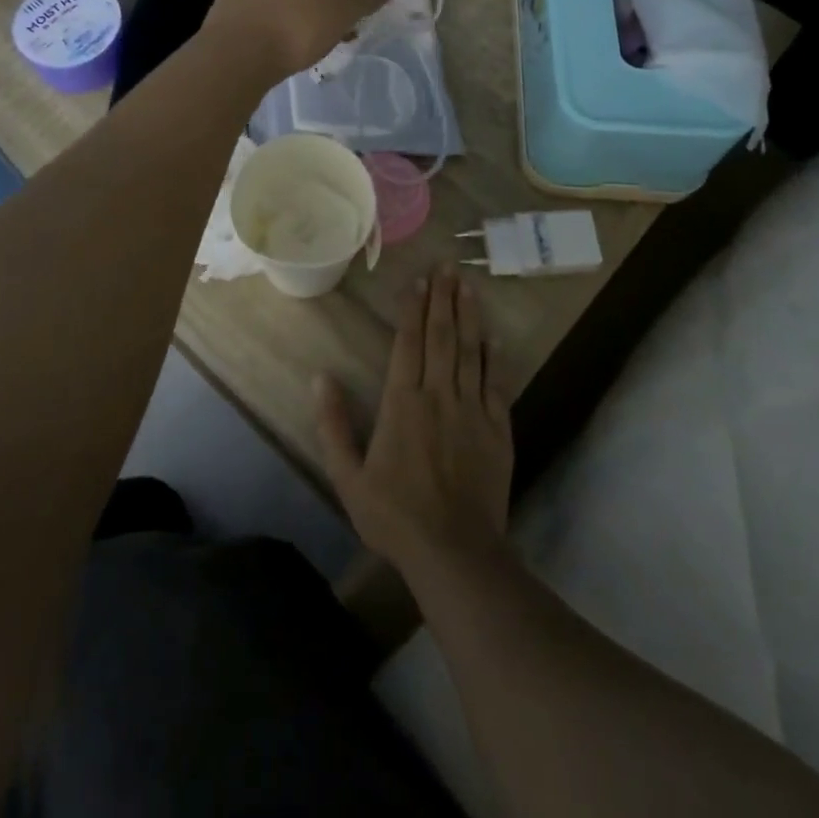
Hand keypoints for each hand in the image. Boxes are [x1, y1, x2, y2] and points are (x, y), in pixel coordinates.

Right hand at [316, 265, 513, 581]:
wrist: (454, 551)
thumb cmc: (394, 515)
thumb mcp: (348, 476)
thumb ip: (333, 425)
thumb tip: (320, 377)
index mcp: (402, 402)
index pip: (408, 343)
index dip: (412, 309)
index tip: (417, 280)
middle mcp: (438, 395)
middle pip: (442, 337)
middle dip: (442, 298)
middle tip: (447, 266)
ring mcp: (472, 410)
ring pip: (471, 351)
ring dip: (468, 315)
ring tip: (468, 284)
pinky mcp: (498, 429)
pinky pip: (496, 383)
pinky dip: (495, 357)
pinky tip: (495, 335)